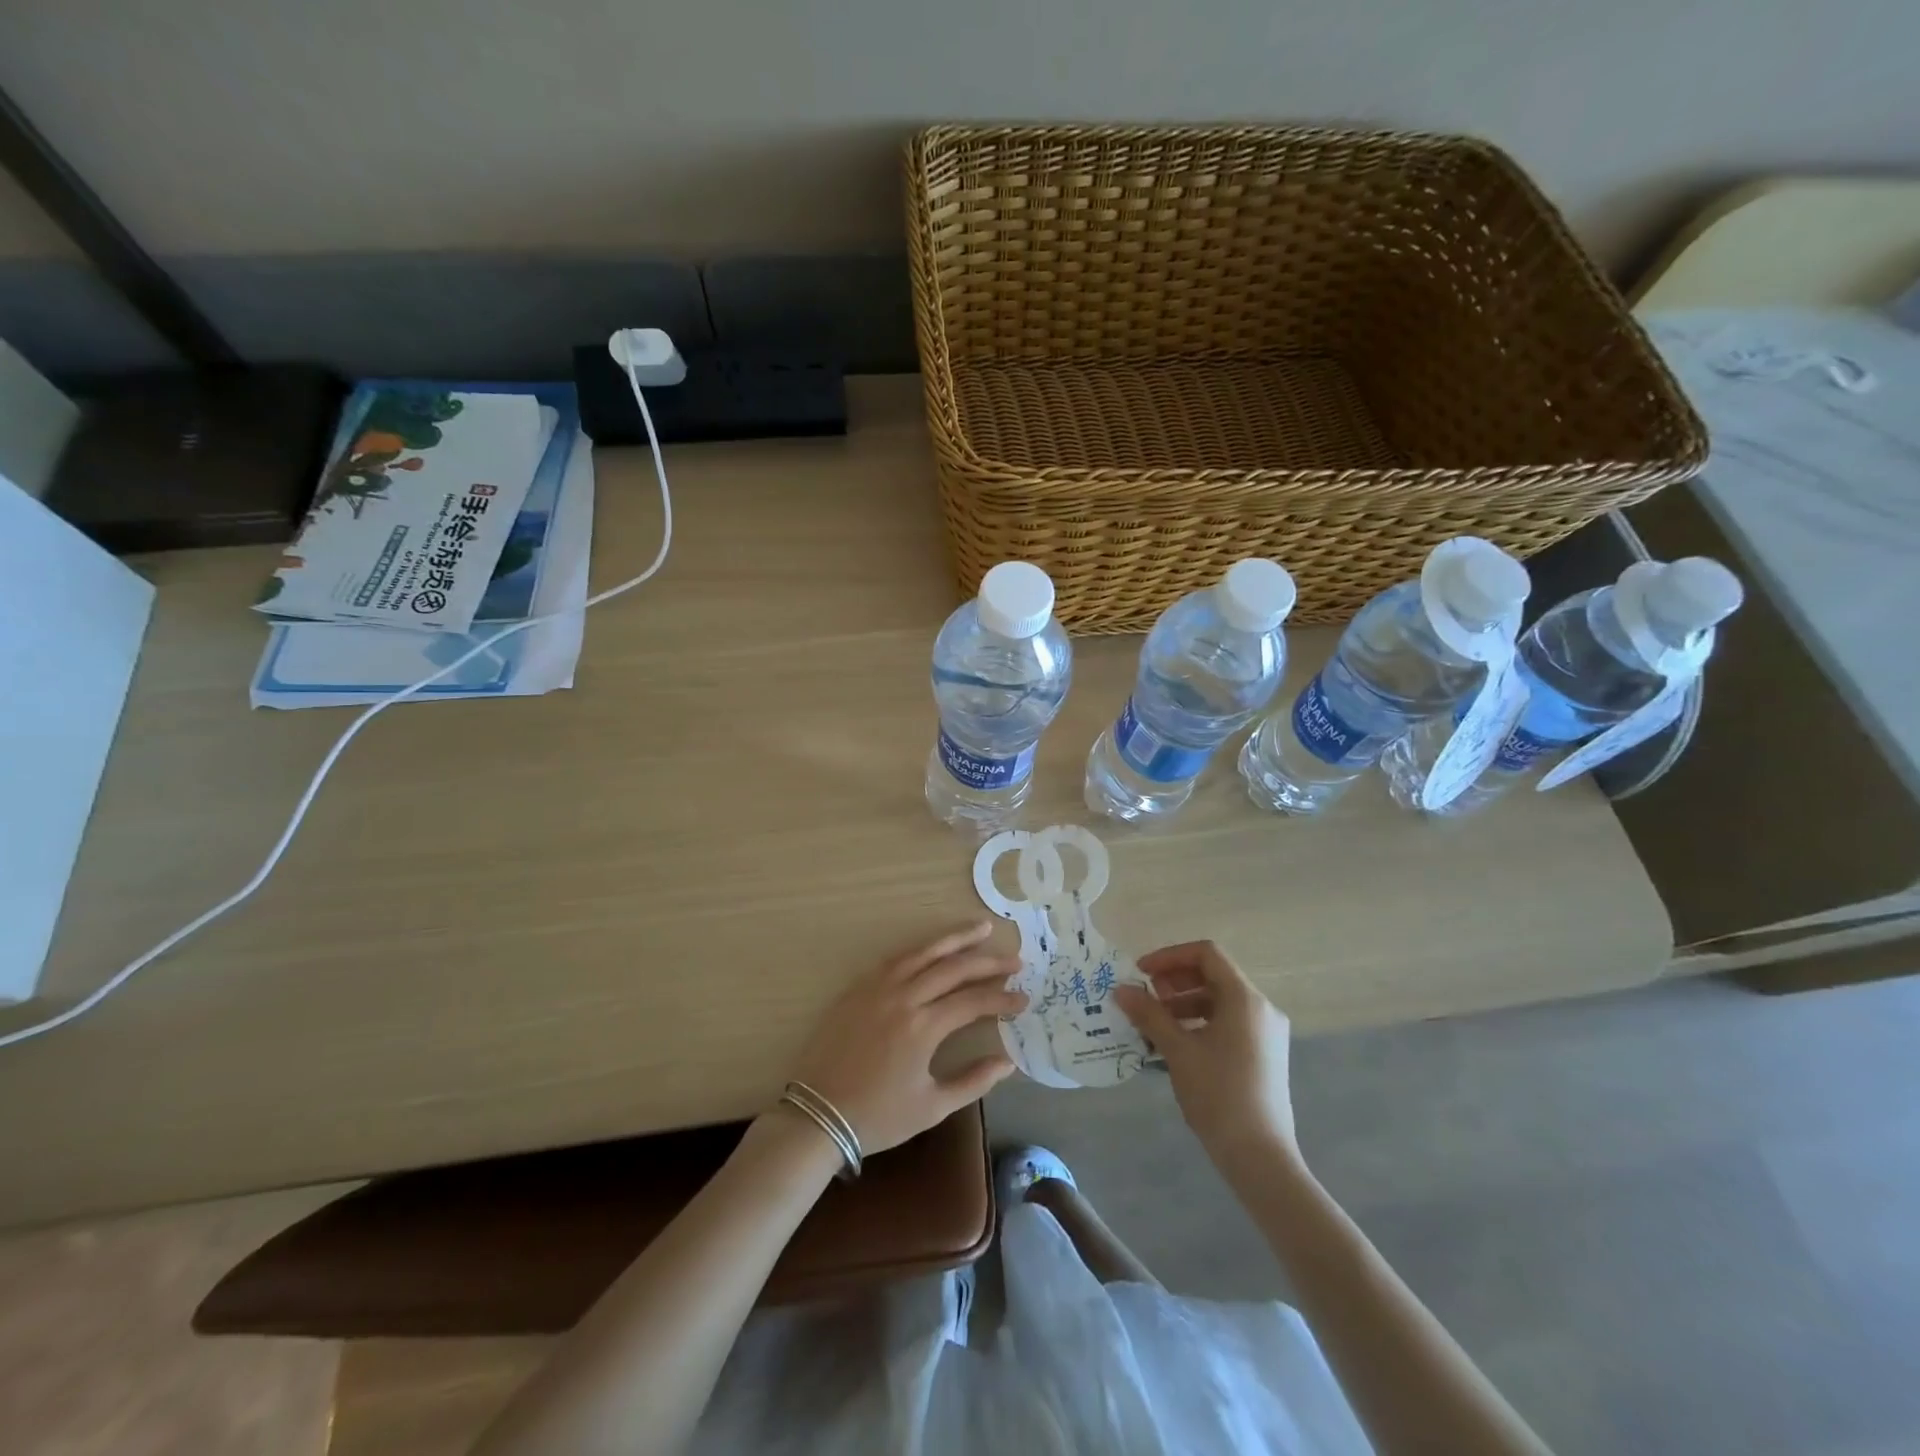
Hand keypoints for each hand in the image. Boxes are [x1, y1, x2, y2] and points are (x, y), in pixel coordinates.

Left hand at [786, 922, 1026, 1155]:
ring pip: (923, 952)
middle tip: (1015, 959)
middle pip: (953, 968)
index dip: (1002, 998)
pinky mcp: (858, 987)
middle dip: (988, 962)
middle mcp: (903, 997)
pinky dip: (921, 949)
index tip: (1024, 998)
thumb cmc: (877, 1117)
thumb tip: (1008, 1062)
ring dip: (955, 939)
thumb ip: (973, 1082)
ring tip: (981, 928)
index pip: (973, 1001)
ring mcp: (878, 987)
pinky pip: (896, 958)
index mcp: (923, 1027)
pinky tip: (935, 947)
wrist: (817, 1114)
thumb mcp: (931, 1107)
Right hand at [1112, 941, 1298, 1168]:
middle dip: (1175, 981)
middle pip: (1213, 975)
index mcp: (1245, 999)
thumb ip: (1149, 1014)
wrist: (1260, 1158)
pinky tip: (1175, 1044)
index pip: (1207, 954)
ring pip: (1220, 1001)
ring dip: (1184, 1004)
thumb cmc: (1218, 1095)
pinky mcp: (1264, 1055)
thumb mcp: (1178, 1050)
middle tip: (1146, 998)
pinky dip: (1199, 1023)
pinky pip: (1228, 1023)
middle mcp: (1261, 1008)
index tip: (1142, 973)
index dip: (1170, 957)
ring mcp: (1266, 1033)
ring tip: (1154, 1024)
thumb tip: (1120, 990)